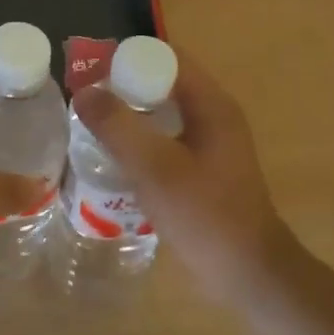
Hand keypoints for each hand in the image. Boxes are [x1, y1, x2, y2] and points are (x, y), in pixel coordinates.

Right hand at [72, 53, 290, 300]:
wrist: (249, 276)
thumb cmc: (205, 216)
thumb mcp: (155, 168)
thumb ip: (117, 127)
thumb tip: (84, 92)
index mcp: (211, 105)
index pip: (167, 58)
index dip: (128, 58)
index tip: (91, 72)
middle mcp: (214, 116)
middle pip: (164, 83)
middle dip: (123, 86)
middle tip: (84, 99)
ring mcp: (211, 144)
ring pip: (163, 113)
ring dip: (130, 115)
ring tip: (91, 125)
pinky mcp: (205, 170)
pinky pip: (167, 139)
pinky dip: (141, 140)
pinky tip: (116, 158)